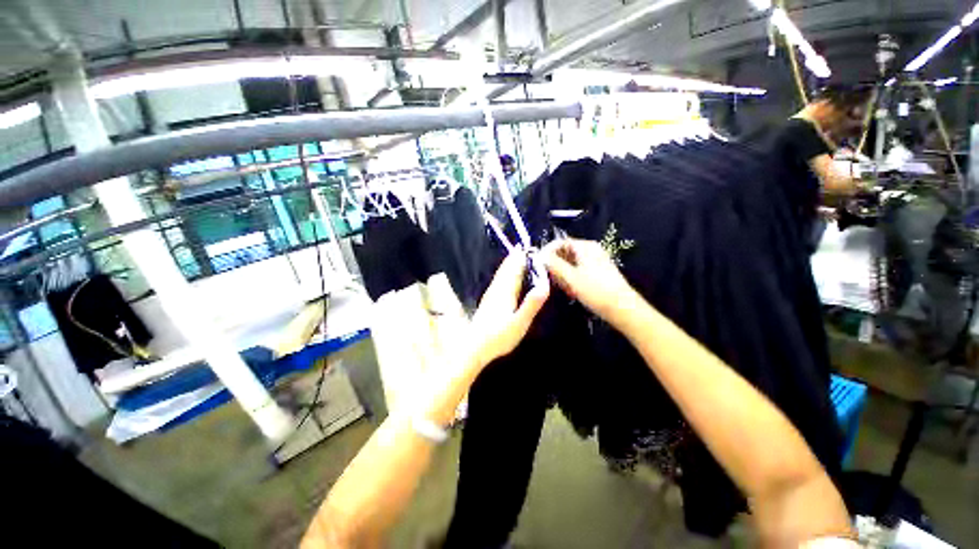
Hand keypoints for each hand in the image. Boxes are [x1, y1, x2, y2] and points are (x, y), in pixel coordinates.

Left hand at [469, 249, 549, 366]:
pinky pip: (497, 282)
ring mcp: (490, 296)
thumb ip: (531, 305)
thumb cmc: (498, 337)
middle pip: (506, 270)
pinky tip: (503, 278)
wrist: (474, 347)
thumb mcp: (519, 323)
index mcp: (505, 292)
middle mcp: (497, 290)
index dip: (521, 259)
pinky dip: (502, 274)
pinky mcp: (487, 302)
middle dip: (514, 258)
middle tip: (522, 248)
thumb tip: (544, 286)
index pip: (514, 270)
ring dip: (507, 265)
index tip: (528, 248)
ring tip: (514, 257)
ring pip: (500, 275)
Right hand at [541, 239, 638, 327]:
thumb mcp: (571, 278)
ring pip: (571, 262)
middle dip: (555, 264)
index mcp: (586, 247)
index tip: (538, 264)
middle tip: (550, 279)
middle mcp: (591, 250)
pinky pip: (579, 270)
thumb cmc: (596, 291)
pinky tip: (571, 290)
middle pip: (565, 252)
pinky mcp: (598, 272)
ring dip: (563, 273)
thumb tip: (540, 255)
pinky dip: (572, 277)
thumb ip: (554, 264)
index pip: (560, 242)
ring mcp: (596, 261)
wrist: (623, 309)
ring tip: (562, 287)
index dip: (547, 252)